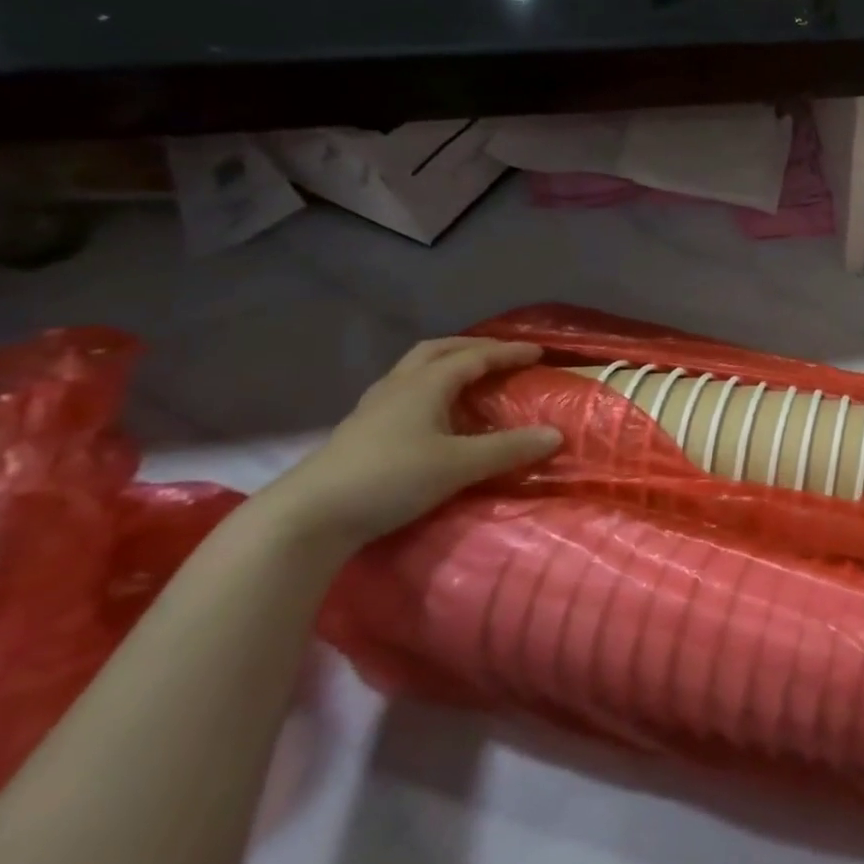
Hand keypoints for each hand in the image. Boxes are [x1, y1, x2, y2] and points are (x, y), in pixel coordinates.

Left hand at [268, 338, 561, 551]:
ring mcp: (374, 408)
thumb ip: (509, 448)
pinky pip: (404, 391)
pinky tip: (434, 411)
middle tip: (501, 355)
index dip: (508, 352)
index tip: (538, 352)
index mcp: (424, 384)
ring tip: (470, 377)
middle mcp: (399, 386)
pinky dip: (429, 387)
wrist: (307, 516)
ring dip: (447, 364)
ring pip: (415, 369)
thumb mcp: (459, 465)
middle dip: (473, 347)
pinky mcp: (361, 430)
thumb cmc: (389, 478)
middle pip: (438, 350)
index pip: (474, 356)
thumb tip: (556, 435)